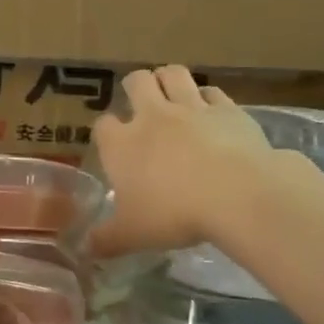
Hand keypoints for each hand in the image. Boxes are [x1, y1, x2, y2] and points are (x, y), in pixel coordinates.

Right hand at [89, 66, 274, 256]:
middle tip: (141, 104)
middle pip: (136, 82)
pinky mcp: (227, 109)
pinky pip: (212, 92)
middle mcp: (152, 116)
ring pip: (173, 74)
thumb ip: (106, 240)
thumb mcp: (132, 235)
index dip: (106, 132)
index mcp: (121, 144)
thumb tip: (86, 250)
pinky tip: (210, 111)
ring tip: (171, 93)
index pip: (103, 125)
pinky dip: (208, 98)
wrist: (237, 195)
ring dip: (168, 79)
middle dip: (135, 87)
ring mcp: (191, 108)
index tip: (112, 145)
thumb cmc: (174, 214)